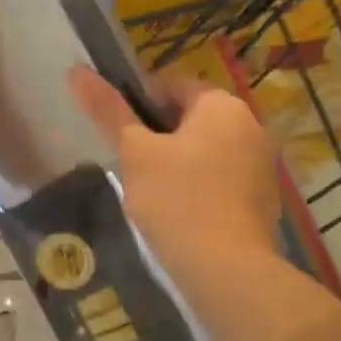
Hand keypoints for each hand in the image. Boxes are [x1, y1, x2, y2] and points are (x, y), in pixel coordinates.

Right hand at [68, 65, 283, 295]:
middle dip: (161, 136)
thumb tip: (76, 71)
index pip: (172, 85)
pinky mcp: (264, 199)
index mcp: (222, 105)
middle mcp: (251, 125)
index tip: (121, 134)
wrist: (226, 269)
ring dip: (181, 162)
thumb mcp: (134, 152)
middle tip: (133, 164)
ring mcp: (263, 164)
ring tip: (152, 192)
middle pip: (193, 118)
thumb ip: (108, 110)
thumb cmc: (175, 199)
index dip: (139, 104)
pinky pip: (224, 179)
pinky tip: (181, 213)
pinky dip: (201, 187)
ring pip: (208, 150)